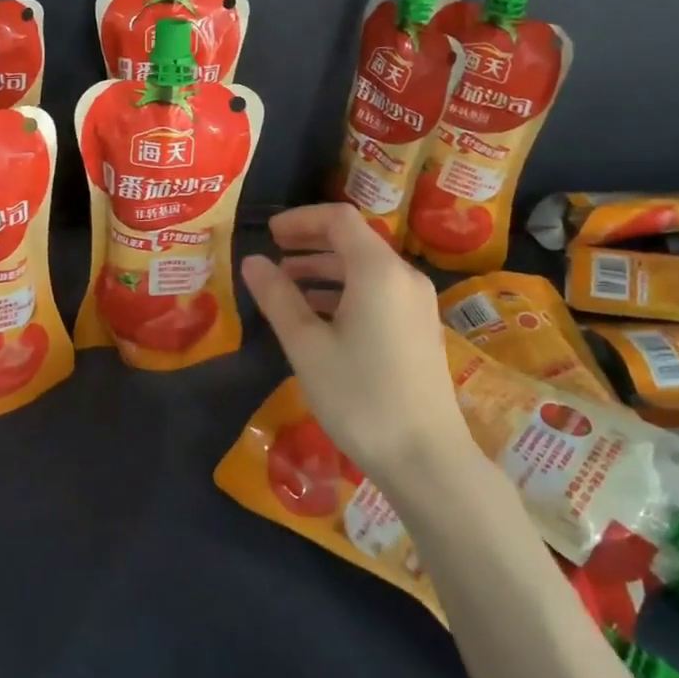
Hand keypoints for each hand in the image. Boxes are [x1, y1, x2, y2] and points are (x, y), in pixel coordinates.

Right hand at [241, 202, 472, 492]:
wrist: (426, 458)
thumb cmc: (359, 397)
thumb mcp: (306, 346)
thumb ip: (278, 298)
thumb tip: (252, 261)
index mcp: (378, 271)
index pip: (339, 219)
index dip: (301, 219)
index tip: (268, 233)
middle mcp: (404, 277)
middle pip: (354, 240)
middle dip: (310, 242)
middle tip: (272, 254)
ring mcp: (417, 304)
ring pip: (366, 268)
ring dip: (325, 269)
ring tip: (286, 286)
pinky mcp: (419, 329)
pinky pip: (378, 292)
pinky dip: (345, 291)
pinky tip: (317, 316)